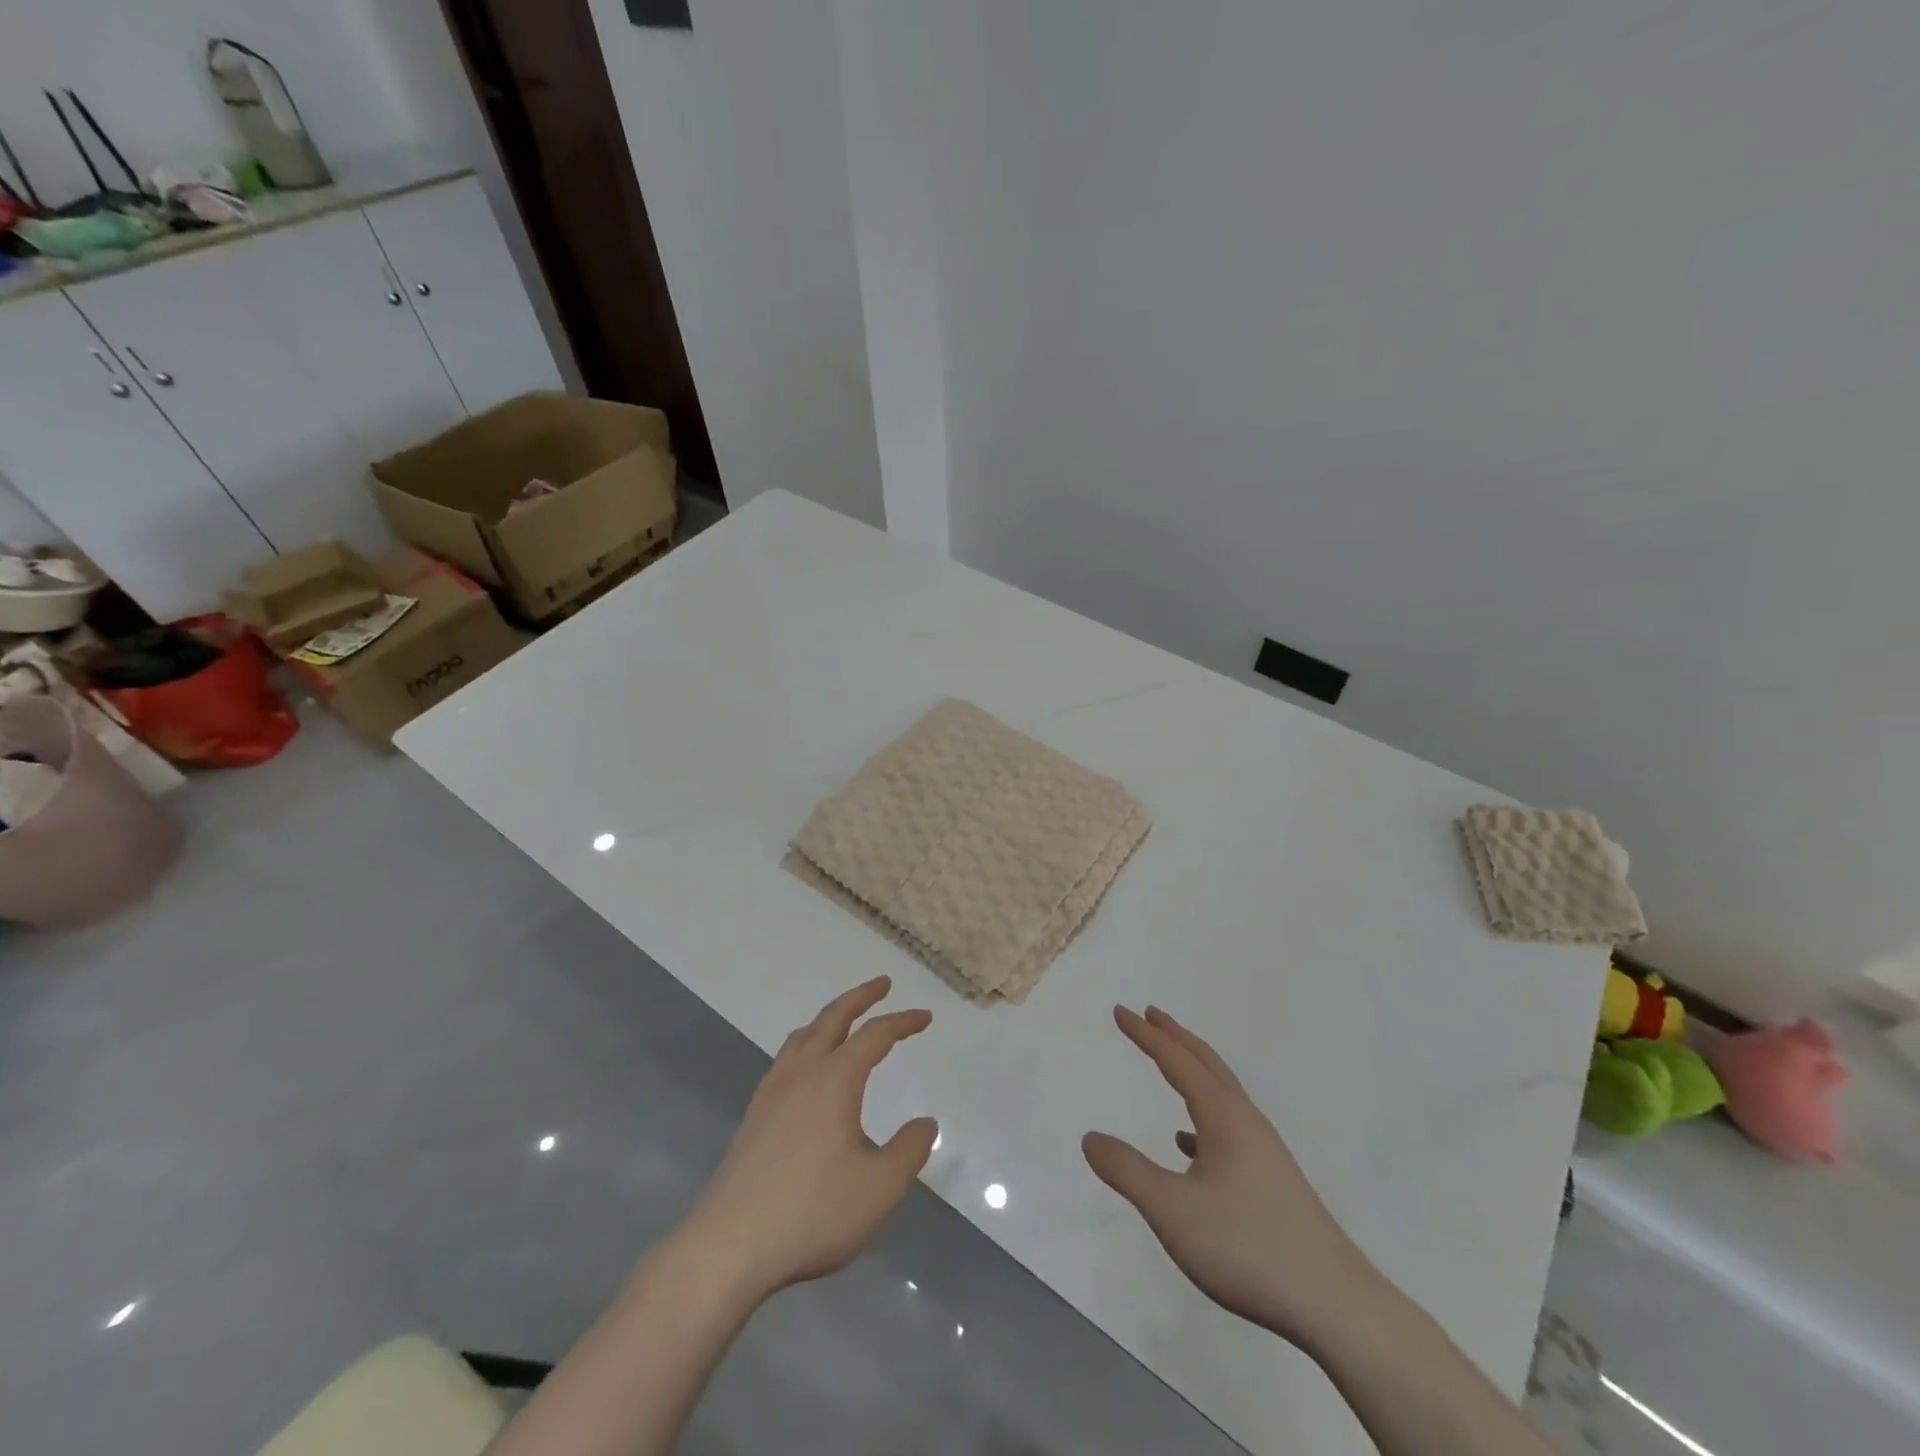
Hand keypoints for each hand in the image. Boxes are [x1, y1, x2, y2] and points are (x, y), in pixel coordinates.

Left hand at [685, 976, 937, 1300]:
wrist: (729, 1246)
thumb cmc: (812, 1212)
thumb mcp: (879, 1188)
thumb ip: (909, 1151)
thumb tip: (926, 1123)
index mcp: (835, 1079)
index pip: (875, 1035)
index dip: (902, 1022)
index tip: (925, 1017)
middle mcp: (802, 1073)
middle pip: (832, 1018)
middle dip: (860, 997)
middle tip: (882, 984)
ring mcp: (772, 1092)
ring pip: (803, 1036)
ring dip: (828, 1018)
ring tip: (843, 1020)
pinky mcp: (753, 1116)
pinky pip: (785, 1059)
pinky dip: (806, 1044)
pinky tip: (806, 1070)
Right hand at [1083, 1006, 1385, 1352]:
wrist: (1335, 1305)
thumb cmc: (1247, 1247)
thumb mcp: (1172, 1210)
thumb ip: (1127, 1171)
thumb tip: (1090, 1138)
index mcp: (1223, 1116)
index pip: (1176, 1061)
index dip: (1146, 1035)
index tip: (1120, 1011)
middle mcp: (1246, 1122)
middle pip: (1206, 1064)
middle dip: (1175, 1036)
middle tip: (1150, 1014)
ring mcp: (1264, 1151)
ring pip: (1221, 1094)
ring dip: (1192, 1070)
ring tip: (1169, 1063)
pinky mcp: (1273, 1181)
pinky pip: (1229, 1128)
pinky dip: (1202, 1116)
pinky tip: (1189, 1143)